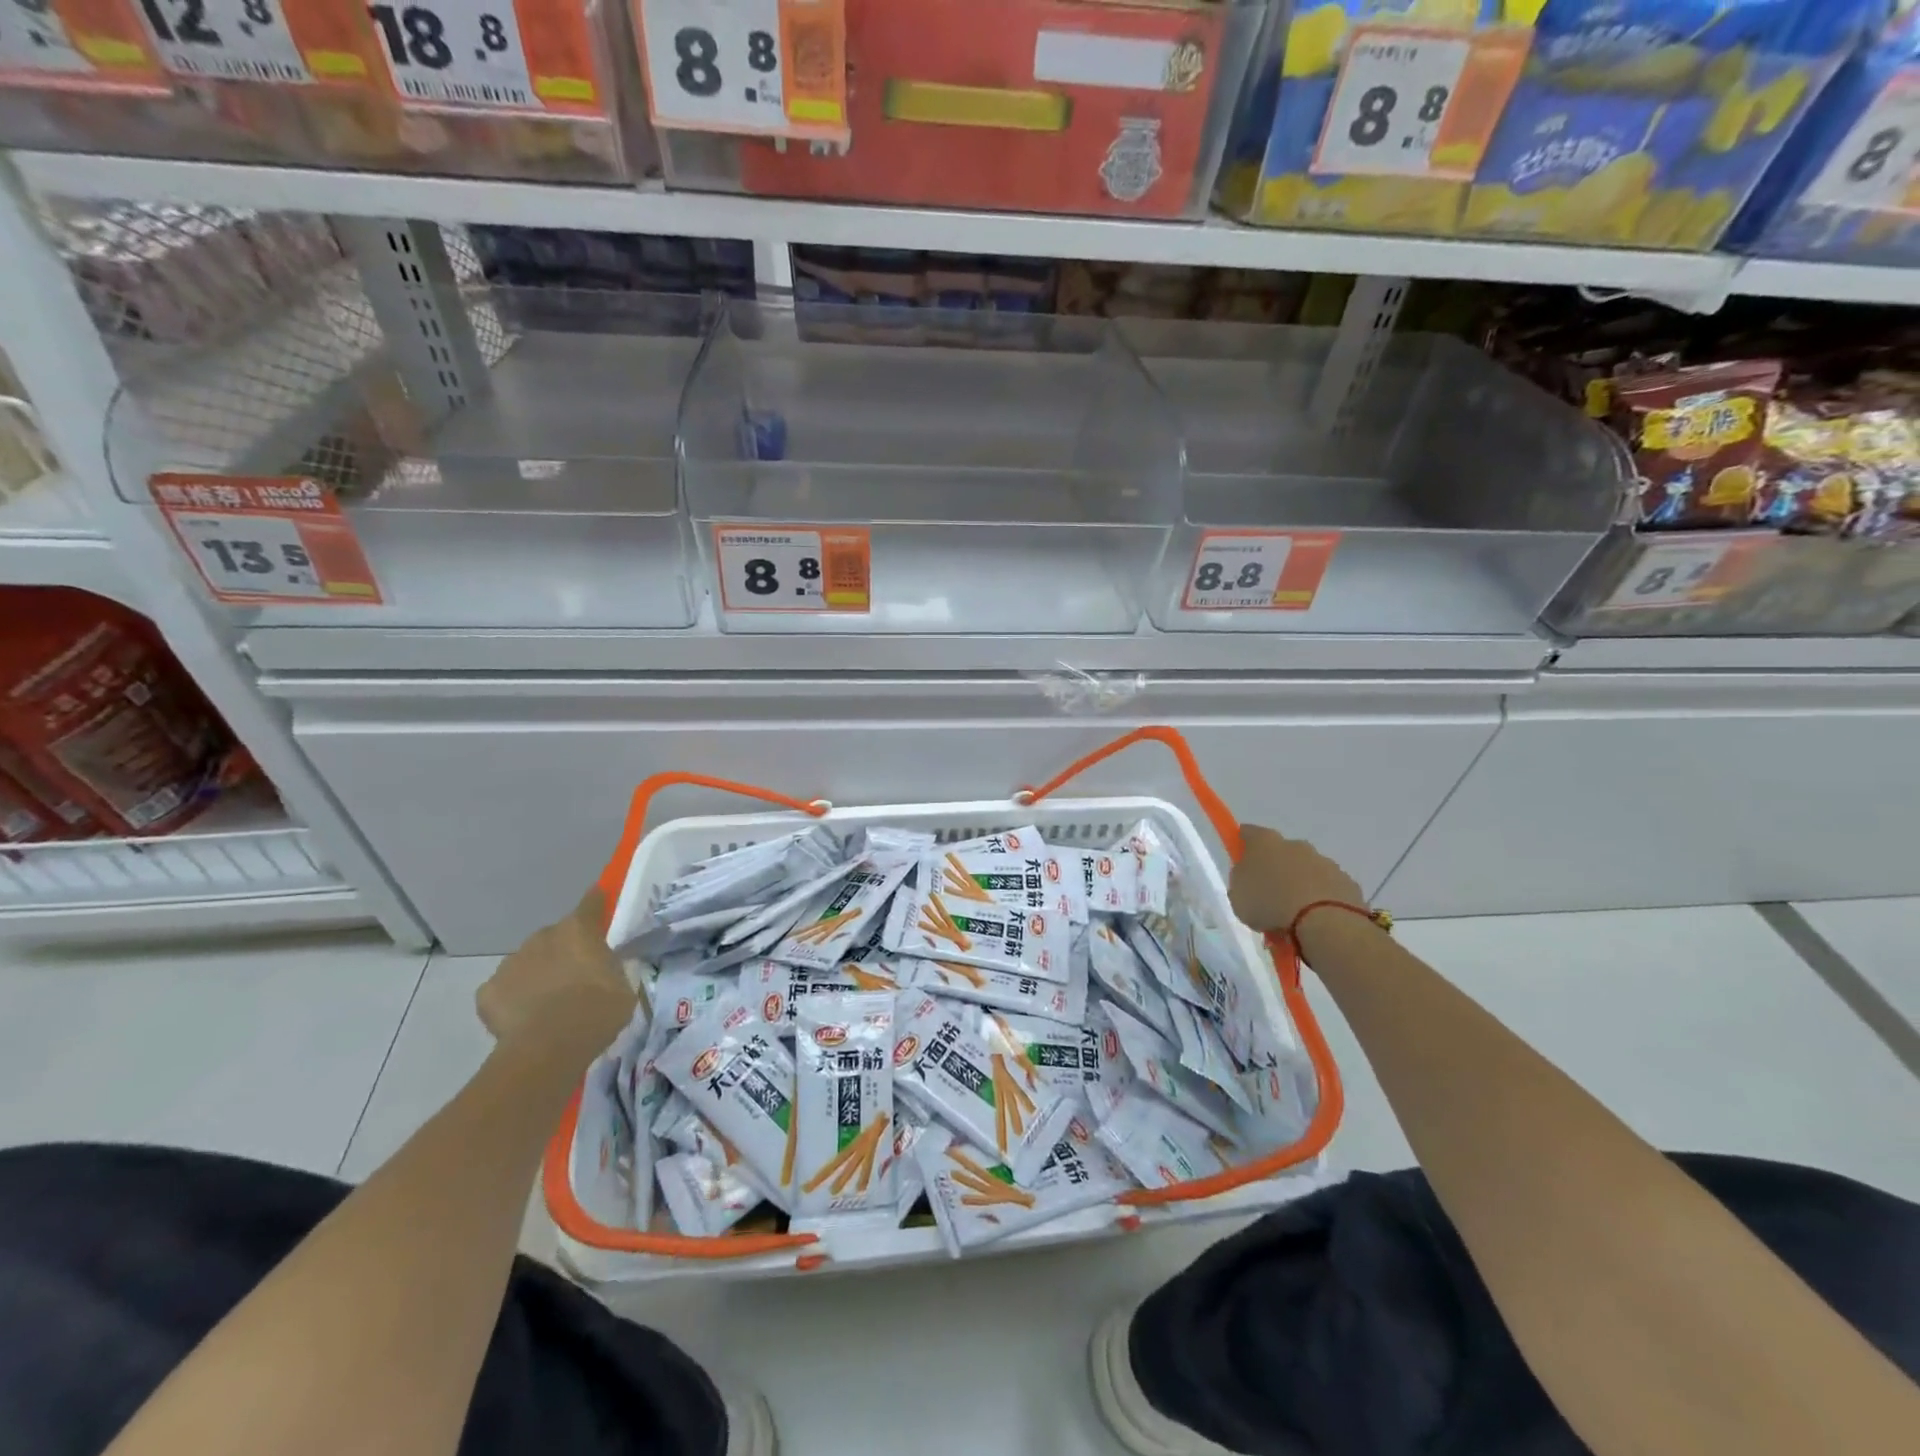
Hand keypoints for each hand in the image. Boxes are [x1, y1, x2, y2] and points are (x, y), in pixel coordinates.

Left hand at [478, 889, 634, 1057]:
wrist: (548, 1048)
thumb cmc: (597, 1011)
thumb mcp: (623, 986)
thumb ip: (611, 969)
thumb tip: (604, 970)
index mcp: (579, 930)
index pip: (591, 903)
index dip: (597, 902)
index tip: (600, 901)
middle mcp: (542, 937)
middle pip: (556, 936)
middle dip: (564, 949)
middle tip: (577, 975)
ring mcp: (511, 963)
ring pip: (528, 961)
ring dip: (538, 973)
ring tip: (549, 1003)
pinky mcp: (487, 991)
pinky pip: (505, 989)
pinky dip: (514, 999)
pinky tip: (525, 1019)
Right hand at [1228, 824, 1364, 935]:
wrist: (1324, 922)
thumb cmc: (1270, 904)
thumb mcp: (1238, 896)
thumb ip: (1243, 882)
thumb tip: (1252, 879)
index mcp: (1265, 843)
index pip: (1248, 833)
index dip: (1243, 845)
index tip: (1241, 860)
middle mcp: (1296, 845)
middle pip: (1281, 853)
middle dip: (1276, 870)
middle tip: (1268, 897)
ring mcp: (1325, 863)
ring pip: (1307, 871)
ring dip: (1299, 887)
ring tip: (1293, 919)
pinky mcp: (1347, 883)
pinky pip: (1327, 889)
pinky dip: (1321, 901)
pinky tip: (1315, 922)